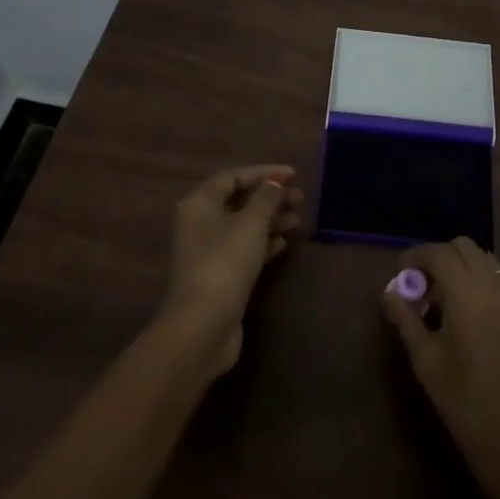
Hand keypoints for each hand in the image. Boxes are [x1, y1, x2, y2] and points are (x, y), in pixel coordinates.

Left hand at [161, 165, 304, 375]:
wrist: (203, 325)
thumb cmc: (225, 262)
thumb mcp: (251, 223)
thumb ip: (266, 197)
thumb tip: (277, 180)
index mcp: (200, 203)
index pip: (233, 176)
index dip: (263, 172)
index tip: (293, 175)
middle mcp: (199, 223)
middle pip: (238, 201)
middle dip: (270, 198)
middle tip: (300, 199)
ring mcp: (208, 251)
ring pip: (243, 226)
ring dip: (270, 220)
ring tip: (298, 219)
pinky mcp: (218, 275)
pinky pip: (243, 249)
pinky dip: (263, 242)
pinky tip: (283, 243)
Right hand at [381, 237, 499, 498]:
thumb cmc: (464, 401)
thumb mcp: (426, 361)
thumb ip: (406, 320)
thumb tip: (388, 293)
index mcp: (467, 293)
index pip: (439, 253)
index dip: (416, 256)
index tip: (400, 274)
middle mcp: (492, 286)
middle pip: (464, 247)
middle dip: (438, 257)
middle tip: (420, 286)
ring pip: (483, 259)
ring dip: (459, 266)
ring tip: (440, 300)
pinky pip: (496, 279)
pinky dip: (477, 280)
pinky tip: (463, 313)